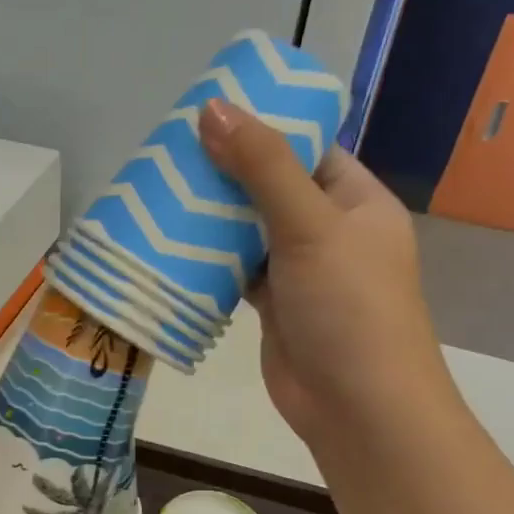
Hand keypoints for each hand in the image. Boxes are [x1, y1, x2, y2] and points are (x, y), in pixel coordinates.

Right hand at [197, 98, 453, 446]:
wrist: (356, 406)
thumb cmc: (348, 306)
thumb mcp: (310, 224)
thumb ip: (263, 167)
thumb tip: (213, 107)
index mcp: (356, 201)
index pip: (308, 149)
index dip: (264, 128)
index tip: (210, 114)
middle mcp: (330, 231)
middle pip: (271, 188)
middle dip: (226, 173)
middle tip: (169, 153)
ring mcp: (300, 272)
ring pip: (249, 232)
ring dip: (211, 218)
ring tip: (158, 191)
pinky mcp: (272, 306)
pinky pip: (235, 271)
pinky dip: (208, 260)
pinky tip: (169, 245)